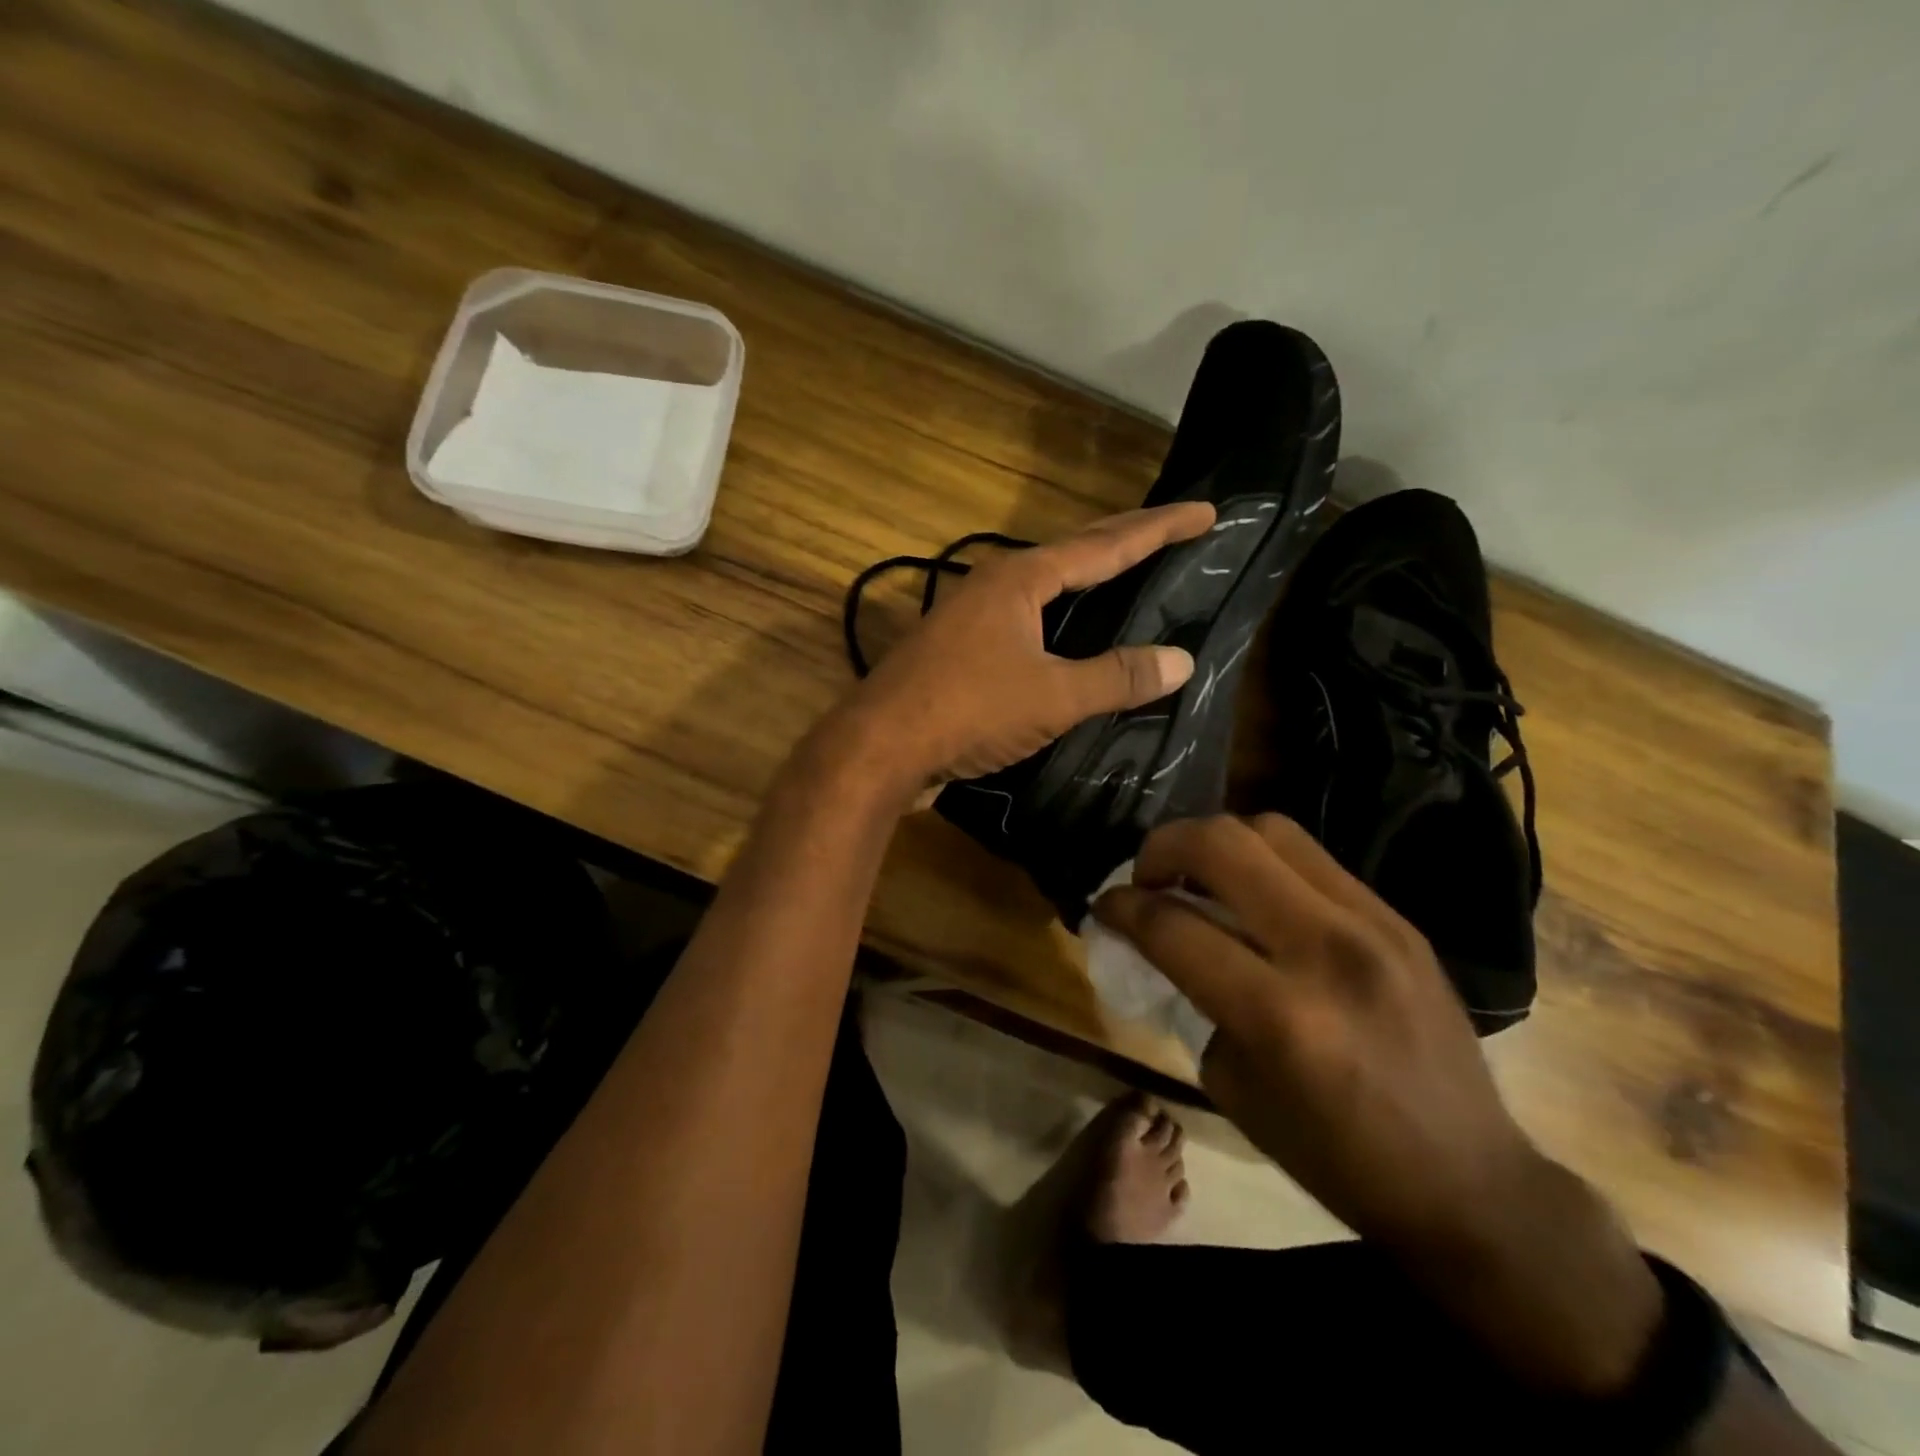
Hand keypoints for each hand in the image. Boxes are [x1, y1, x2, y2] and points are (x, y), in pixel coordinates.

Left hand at [837, 503, 1214, 790]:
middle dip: (1125, 543)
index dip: (1159, 529)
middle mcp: (993, 586)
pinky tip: (1068, 642)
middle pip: (1072, 555)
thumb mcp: (1052, 696)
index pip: (1105, 544)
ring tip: (1127, 580)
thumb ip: (1116, 677)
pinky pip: (1023, 623)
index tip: (1205, 512)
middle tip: (1172, 532)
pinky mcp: (957, 652)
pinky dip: (1057, 623)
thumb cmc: (968, 709)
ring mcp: (970, 618)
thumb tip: (1181, 660)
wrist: (879, 746)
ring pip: (1043, 590)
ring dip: (1086, 582)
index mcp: (1020, 579)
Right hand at [1095, 813, 1663, 1394]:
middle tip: (1146, 876)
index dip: (1122, 906)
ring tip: (1198, 874)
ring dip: (1215, 842)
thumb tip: (1162, 939)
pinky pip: (1312, 858)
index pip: (1174, 926)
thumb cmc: (1334, 1155)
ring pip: (1271, 829)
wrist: (1468, 1182)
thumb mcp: (1233, 1086)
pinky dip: (1264, 861)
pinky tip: (1254, 894)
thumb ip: (1193, 997)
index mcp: (1280, 1015)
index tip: (1104, 905)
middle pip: (1223, 845)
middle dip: (1163, 847)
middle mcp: (1328, 951)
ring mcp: (1374, 925)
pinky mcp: (1398, 918)